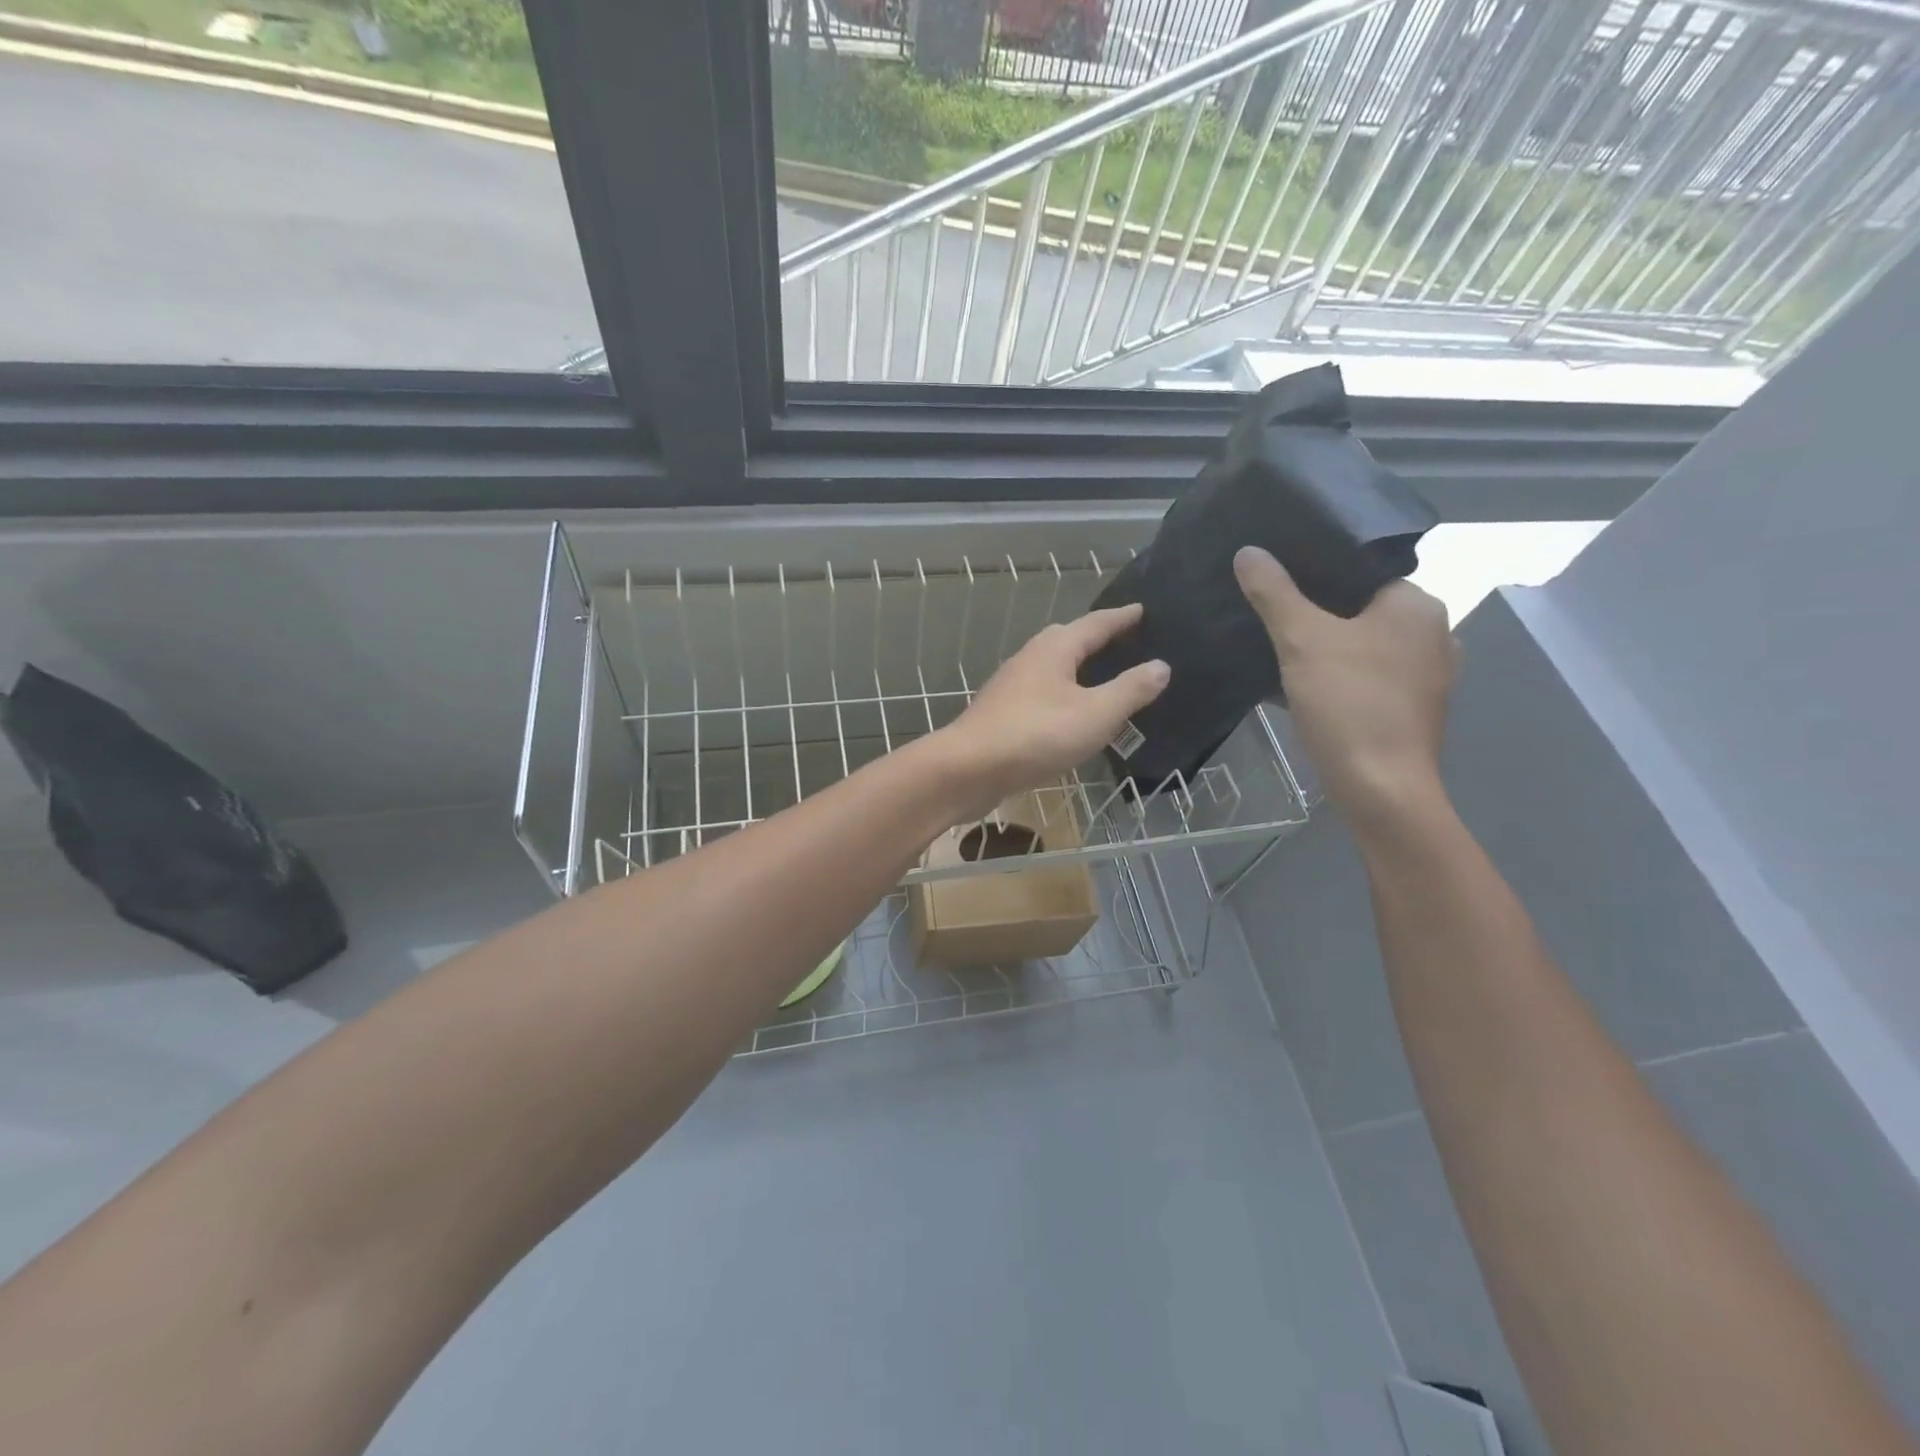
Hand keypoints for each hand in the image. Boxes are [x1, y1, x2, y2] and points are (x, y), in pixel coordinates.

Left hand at [939, 603, 1169, 815]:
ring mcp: (1012, 686)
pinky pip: (1043, 694)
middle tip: (1127, 641)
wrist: (968, 768)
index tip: (1142, 610)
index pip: (1096, 623)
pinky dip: (1064, 695)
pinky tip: (1072, 714)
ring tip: (1104, 677)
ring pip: (1053, 668)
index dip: (1122, 618)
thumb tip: (1161, 666)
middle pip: (1069, 639)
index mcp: (1055, 648)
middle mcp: (1031, 658)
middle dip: (1098, 639)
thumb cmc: (1037, 735)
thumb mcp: (1096, 714)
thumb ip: (1130, 690)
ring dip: (1078, 668)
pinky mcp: (1002, 713)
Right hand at [1234, 546, 1455, 830]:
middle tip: (1266, 611)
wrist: (1380, 788)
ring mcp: (1424, 676)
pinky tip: (1295, 686)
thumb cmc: (1349, 703)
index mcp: (1416, 605)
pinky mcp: (1409, 709)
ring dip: (1321, 648)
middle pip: (1359, 609)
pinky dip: (1334, 678)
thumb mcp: (1302, 640)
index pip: (1361, 570)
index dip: (1315, 571)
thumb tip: (1248, 551)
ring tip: (1274, 646)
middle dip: (1313, 612)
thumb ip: (1274, 593)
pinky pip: (1364, 678)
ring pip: (1360, 646)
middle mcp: (1431, 634)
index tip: (1274, 576)